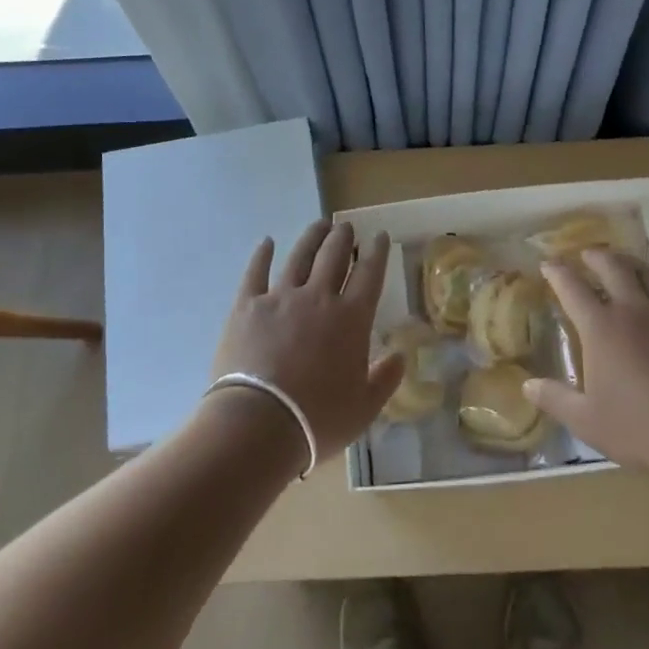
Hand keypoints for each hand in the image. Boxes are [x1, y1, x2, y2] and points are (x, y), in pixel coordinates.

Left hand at [208, 221, 404, 466]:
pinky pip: (256, 272)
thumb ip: (385, 379)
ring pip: (300, 257)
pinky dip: (262, 254)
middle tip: (347, 227)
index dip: (377, 252)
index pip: (369, 274)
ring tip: (319, 224)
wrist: (258, 424)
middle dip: (344, 238)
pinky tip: (267, 242)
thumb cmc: (317, 420)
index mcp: (351, 319)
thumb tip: (400, 356)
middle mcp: (318, 298)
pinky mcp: (247, 306)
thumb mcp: (364, 408)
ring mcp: (280, 297)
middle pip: (334, 256)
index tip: (380, 236)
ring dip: (312, 238)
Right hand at [527, 251, 648, 486]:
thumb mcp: (588, 421)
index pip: (572, 288)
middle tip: (587, 255)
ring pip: (648, 273)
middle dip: (596, 257)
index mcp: (601, 328)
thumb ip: (556, 399)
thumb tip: (527, 386)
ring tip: (625, 262)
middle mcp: (633, 309)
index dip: (557, 273)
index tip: (548, 264)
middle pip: (612, 268)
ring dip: (632, 263)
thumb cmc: (642, 429)